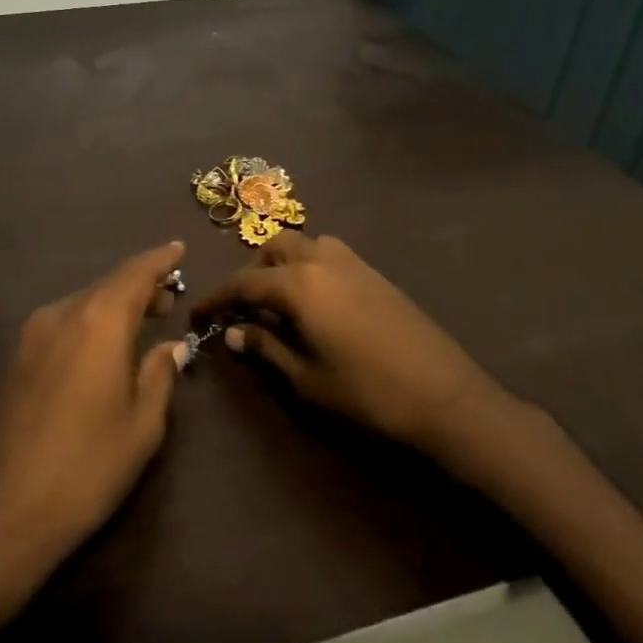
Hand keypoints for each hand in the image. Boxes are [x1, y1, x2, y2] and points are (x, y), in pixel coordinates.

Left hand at [0, 241, 188, 618]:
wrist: (2, 512)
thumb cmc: (87, 468)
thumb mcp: (141, 425)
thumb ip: (159, 374)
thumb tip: (171, 346)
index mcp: (98, 322)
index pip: (135, 273)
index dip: (160, 260)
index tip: (180, 249)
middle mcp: (62, 314)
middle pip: (108, 285)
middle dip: (141, 285)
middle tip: (171, 297)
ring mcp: (33, 335)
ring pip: (83, 303)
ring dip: (115, 304)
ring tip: (145, 319)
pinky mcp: (18, 358)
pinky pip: (64, 323)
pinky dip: (91, 321)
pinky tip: (106, 345)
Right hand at [192, 232, 517, 455]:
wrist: (445, 397)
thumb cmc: (366, 393)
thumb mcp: (305, 378)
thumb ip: (266, 348)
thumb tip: (234, 333)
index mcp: (299, 284)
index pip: (244, 282)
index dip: (216, 298)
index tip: (197, 314)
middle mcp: (323, 261)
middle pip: (275, 248)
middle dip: (253, 270)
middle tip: (246, 307)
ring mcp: (355, 264)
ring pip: (307, 244)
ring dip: (285, 263)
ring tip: (281, 301)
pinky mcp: (378, 275)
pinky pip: (332, 255)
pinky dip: (312, 267)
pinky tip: (317, 305)